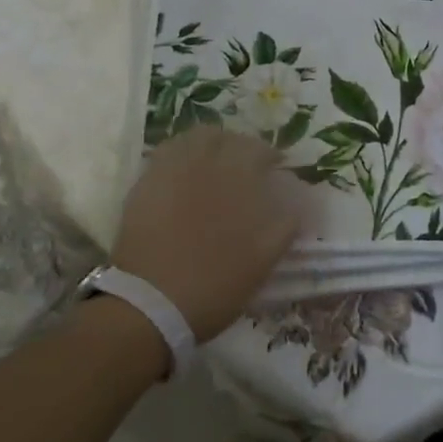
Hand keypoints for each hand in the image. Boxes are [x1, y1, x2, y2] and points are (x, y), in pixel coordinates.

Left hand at [113, 128, 307, 340]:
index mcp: (238, 179)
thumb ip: (285, 223)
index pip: (259, 150)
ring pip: (194, 138)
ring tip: (214, 162)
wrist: (151, 304)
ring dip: (210, 144)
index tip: (275, 167)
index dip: (269, 156)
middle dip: (239, 145)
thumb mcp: (264, 260)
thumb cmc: (215, 284)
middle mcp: (205, 163)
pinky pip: (166, 153)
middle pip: (225, 137)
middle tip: (245, 163)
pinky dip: (181, 154)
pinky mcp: (145, 183)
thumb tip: (297, 198)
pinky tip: (184, 173)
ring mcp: (171, 170)